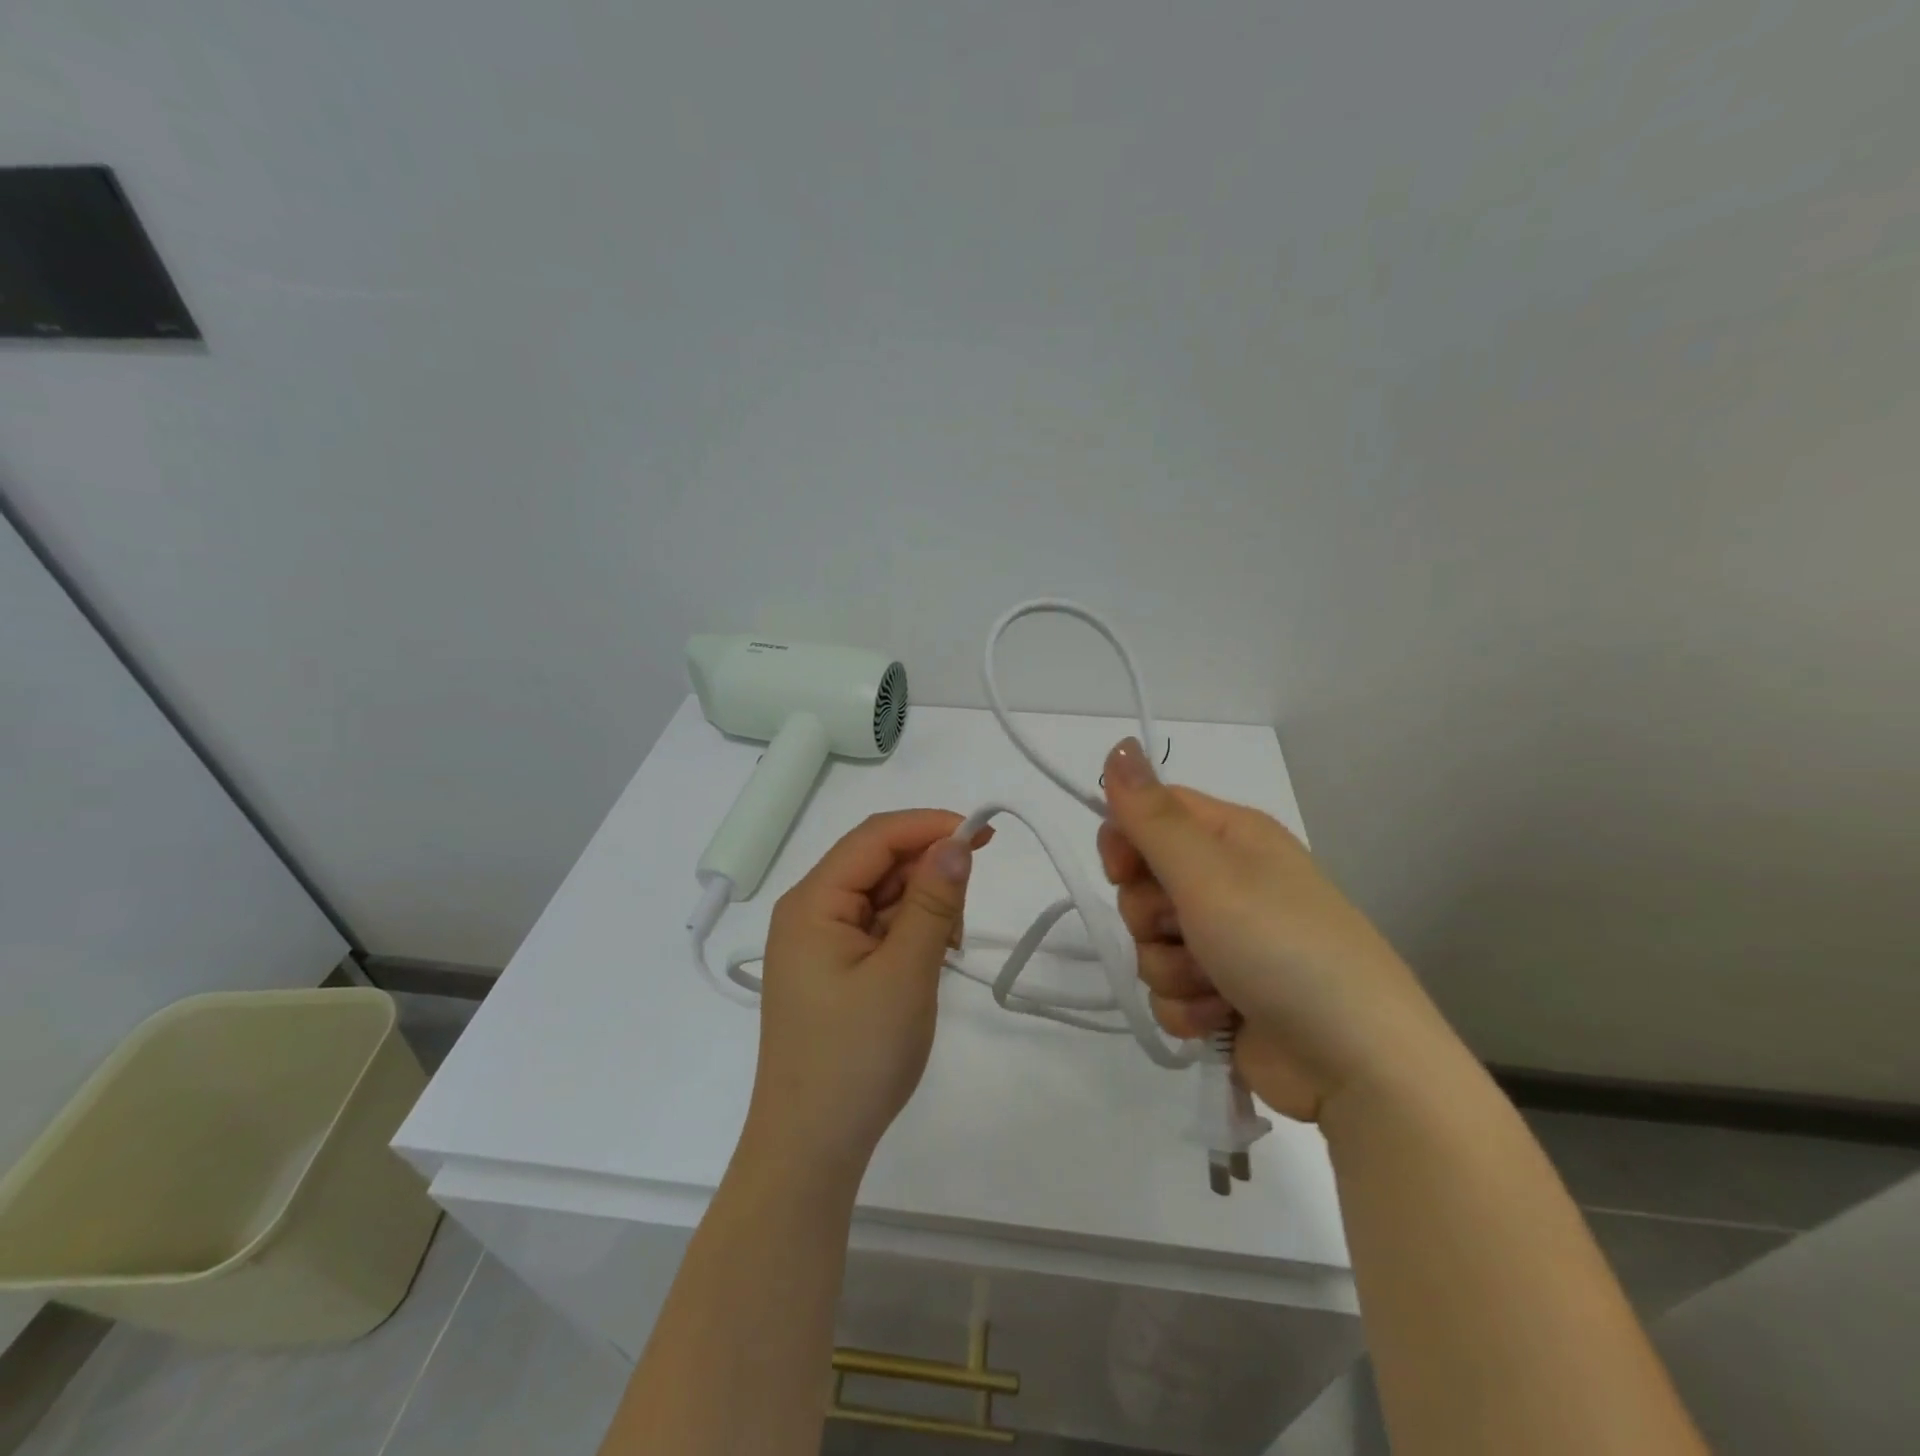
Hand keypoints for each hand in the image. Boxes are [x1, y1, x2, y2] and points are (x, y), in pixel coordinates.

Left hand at [745, 809, 984, 1173]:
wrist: (812, 1149)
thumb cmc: (857, 1057)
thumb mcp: (905, 973)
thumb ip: (934, 902)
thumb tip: (956, 841)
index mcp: (812, 902)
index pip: (875, 837)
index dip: (929, 826)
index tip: (983, 835)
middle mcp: (808, 911)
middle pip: (876, 863)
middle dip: (927, 872)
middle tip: (964, 914)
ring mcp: (817, 942)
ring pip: (880, 895)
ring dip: (921, 906)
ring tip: (946, 948)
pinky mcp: (831, 969)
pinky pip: (875, 927)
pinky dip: (908, 932)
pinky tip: (928, 960)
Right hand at [1097, 738, 1457, 1122]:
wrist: (1357, 1064)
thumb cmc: (1281, 947)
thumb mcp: (1209, 873)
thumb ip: (1152, 816)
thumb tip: (1118, 745)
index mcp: (1233, 838)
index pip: (1151, 813)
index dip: (1125, 839)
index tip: (1122, 870)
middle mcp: (1228, 883)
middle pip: (1142, 883)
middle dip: (1150, 916)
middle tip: (1186, 929)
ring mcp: (1225, 942)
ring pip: (1151, 943)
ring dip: (1171, 969)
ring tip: (1216, 985)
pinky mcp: (1222, 996)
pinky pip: (1169, 990)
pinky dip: (1187, 1007)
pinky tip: (1221, 1018)